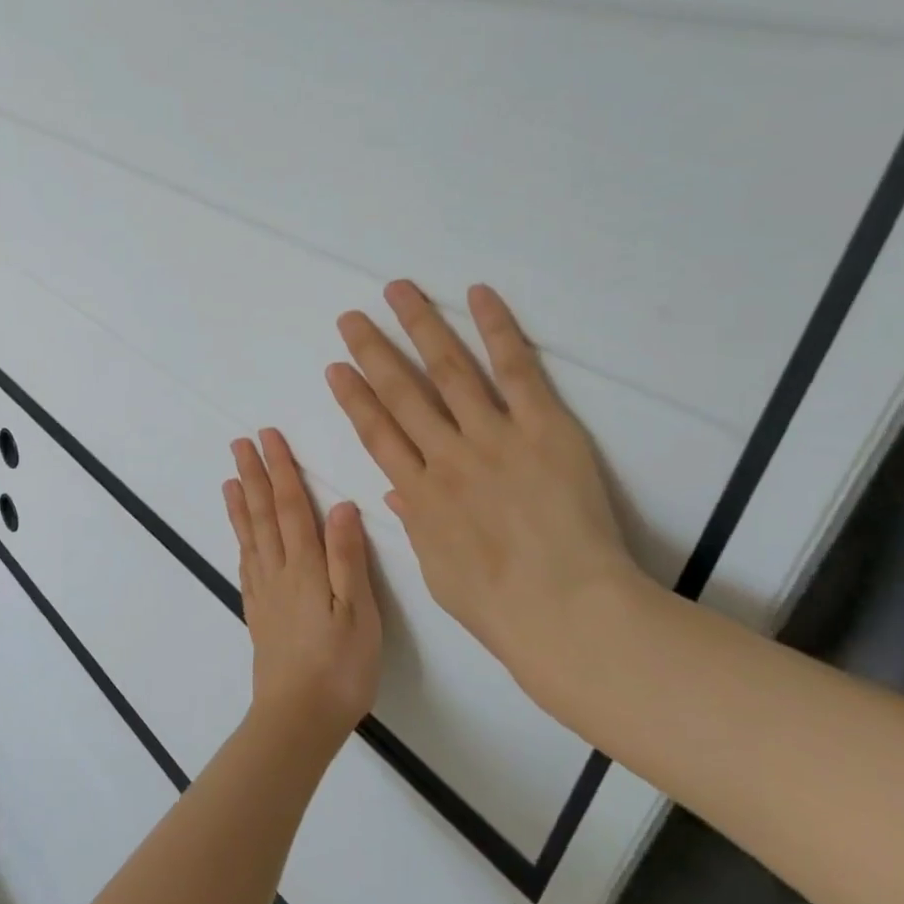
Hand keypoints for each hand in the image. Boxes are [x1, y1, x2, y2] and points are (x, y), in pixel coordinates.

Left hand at [224, 429, 382, 756]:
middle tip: (240, 443)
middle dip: (253, 476)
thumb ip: (347, 557)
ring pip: (249, 537)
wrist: (297, 718)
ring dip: (240, 504)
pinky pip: (246, 567)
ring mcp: (265, 594)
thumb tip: (341, 505)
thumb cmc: (340, 667)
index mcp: (305, 567)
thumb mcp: (358, 612)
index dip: (280, 469)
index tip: (268, 437)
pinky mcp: (259, 615)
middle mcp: (279, 572)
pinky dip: (240, 542)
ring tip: (230, 478)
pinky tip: (240, 538)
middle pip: (262, 515)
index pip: (290, 506)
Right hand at [325, 280, 649, 673]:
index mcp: (420, 495)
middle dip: (373, 352)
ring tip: (397, 292)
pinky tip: (476, 296)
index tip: (336, 368)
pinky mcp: (543, 429)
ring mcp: (493, 438)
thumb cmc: (500, 607)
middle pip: (402, 393)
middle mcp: (447, 457)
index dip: (354, 398)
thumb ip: (418, 526)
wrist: (567, 611)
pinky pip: (517, 371)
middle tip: (351, 319)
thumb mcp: (440, 573)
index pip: (378, 434)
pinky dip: (496, 330)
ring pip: (448, 371)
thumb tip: (398, 492)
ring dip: (420, 327)